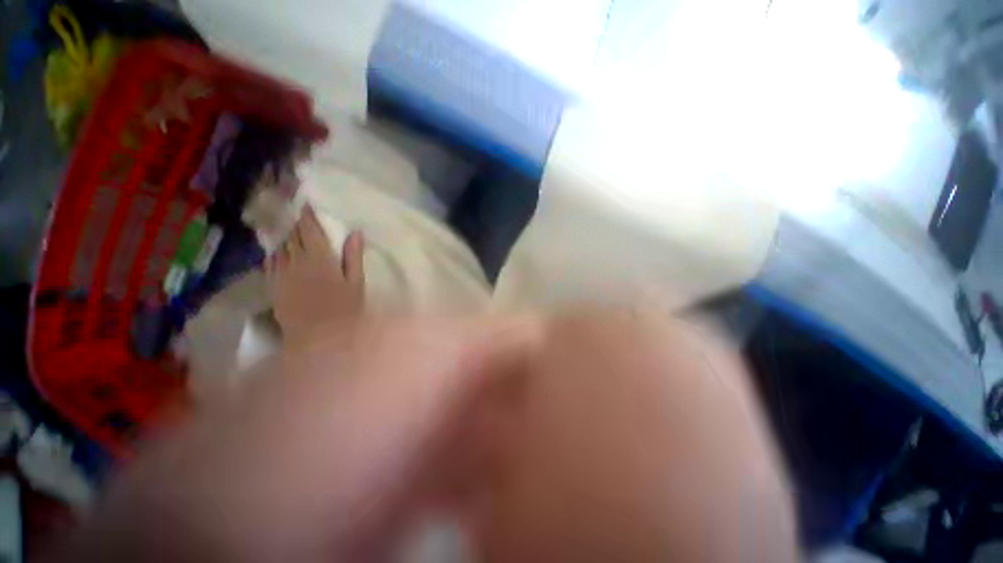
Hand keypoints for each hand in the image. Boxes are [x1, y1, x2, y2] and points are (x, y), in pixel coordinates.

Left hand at [267, 206, 365, 343]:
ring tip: (294, 234)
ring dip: (287, 238)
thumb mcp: (356, 282)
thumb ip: (353, 256)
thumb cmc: (345, 309)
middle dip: (298, 226)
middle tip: (304, 221)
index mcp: (321, 258)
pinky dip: (276, 253)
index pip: (310, 230)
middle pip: (293, 236)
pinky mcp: (273, 285)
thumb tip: (355, 232)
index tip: (308, 206)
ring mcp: (282, 273)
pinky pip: (271, 262)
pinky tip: (280, 253)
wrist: (318, 338)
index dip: (308, 217)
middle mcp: (297, 260)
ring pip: (281, 247)